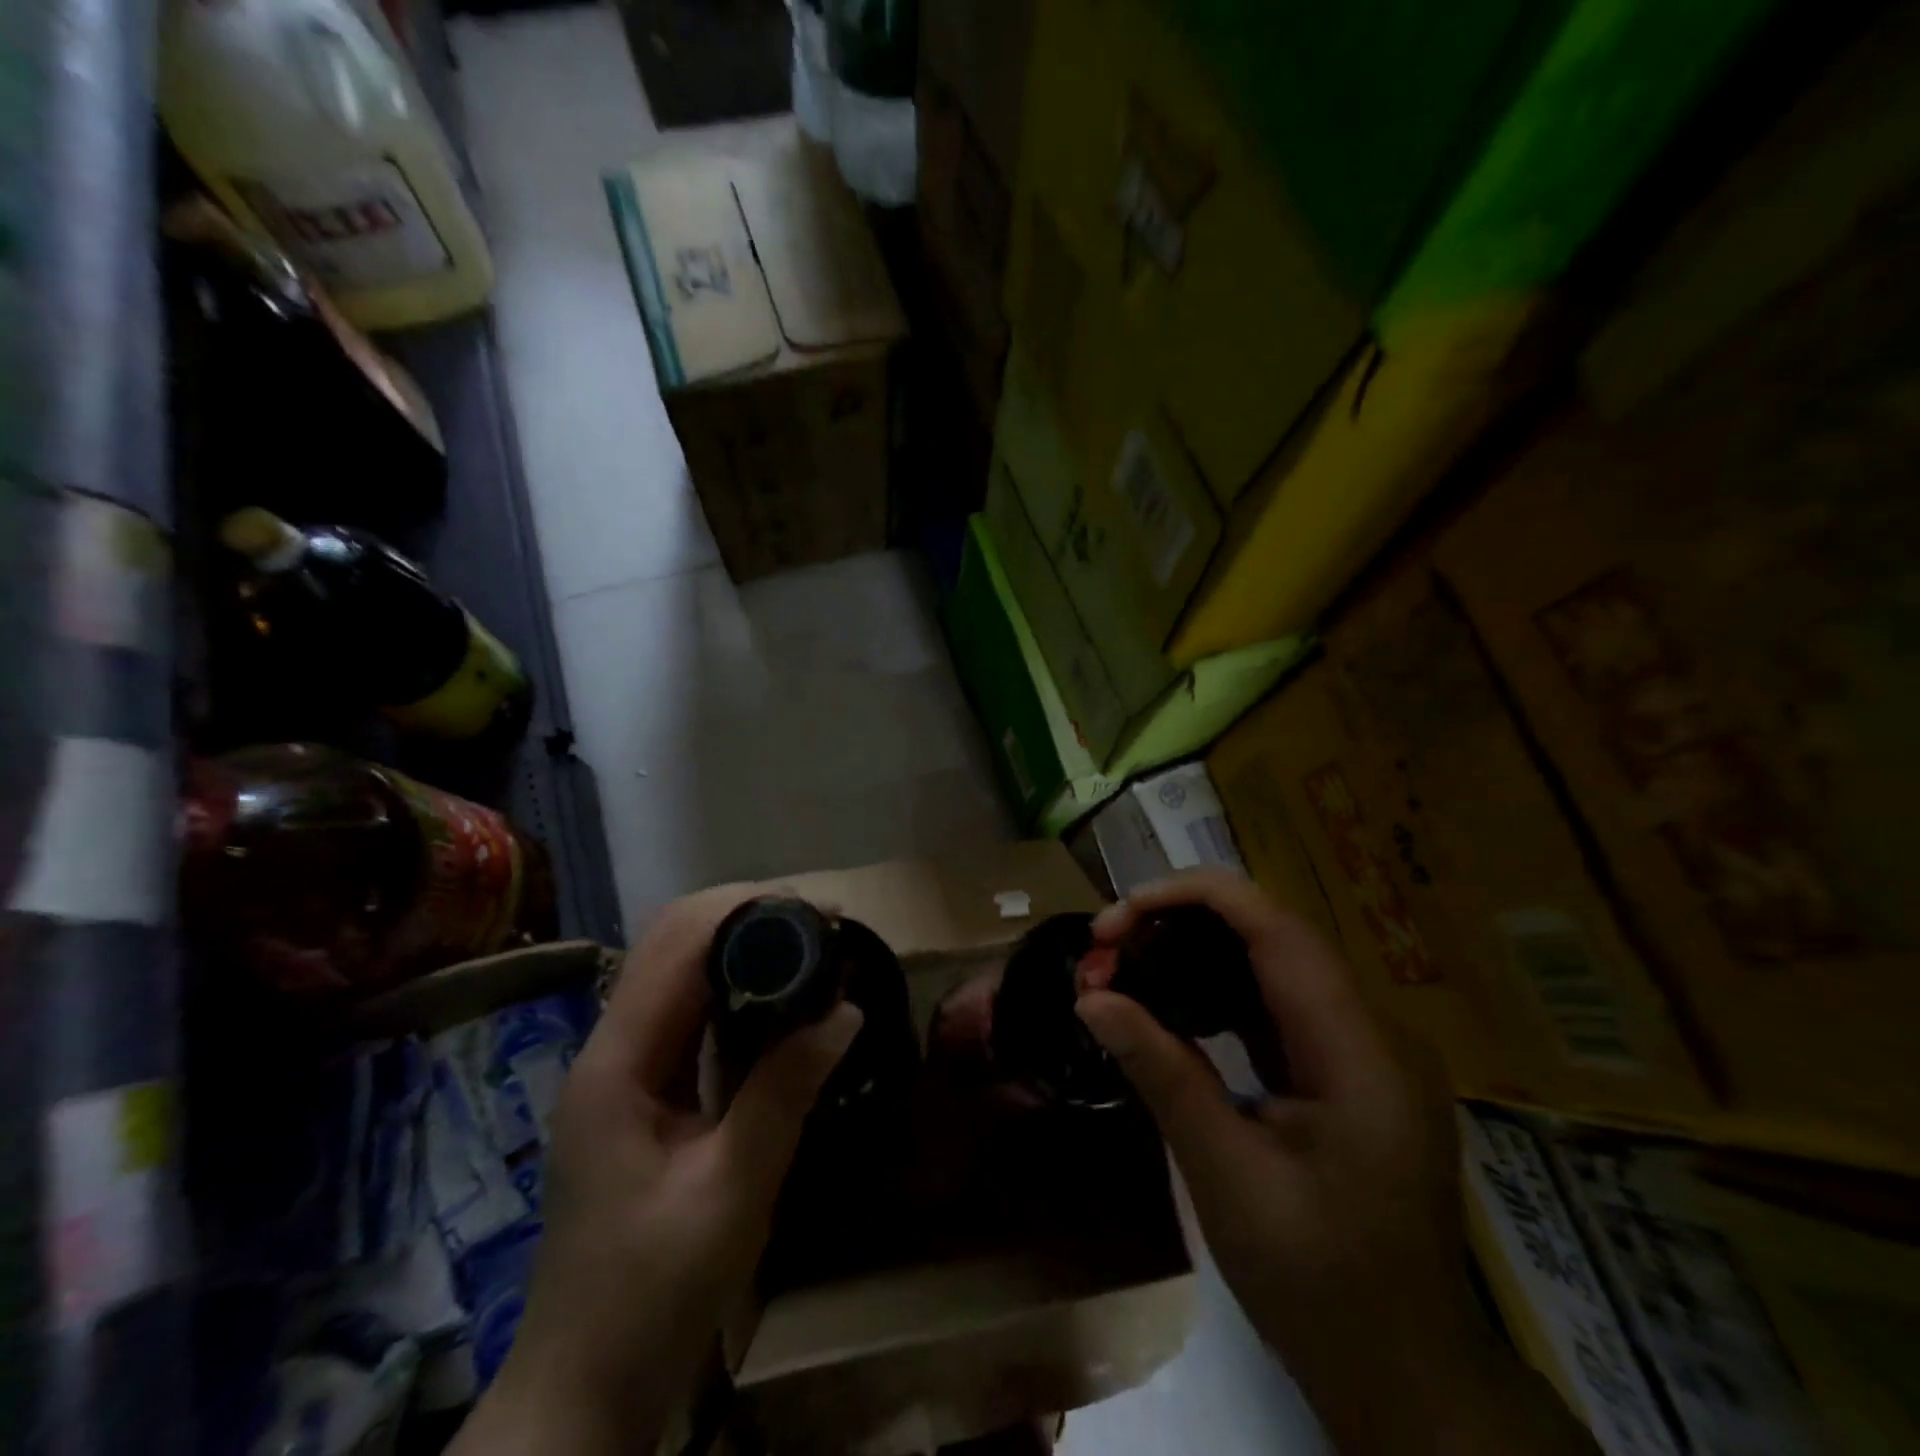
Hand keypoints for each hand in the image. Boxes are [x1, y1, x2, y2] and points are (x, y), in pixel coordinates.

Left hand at [453, 886, 862, 1455]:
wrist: (584, 1386)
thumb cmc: (652, 1294)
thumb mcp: (731, 1192)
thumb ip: (785, 1092)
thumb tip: (846, 1011)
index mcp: (617, 1062)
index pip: (678, 944)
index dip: (749, 910)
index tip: (822, 914)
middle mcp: (610, 1046)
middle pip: (672, 939)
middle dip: (747, 914)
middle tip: (823, 926)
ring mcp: (621, 1066)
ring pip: (678, 967)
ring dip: (742, 943)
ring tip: (810, 947)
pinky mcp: (640, 1086)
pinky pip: (688, 1009)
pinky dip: (735, 985)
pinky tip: (778, 999)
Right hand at [1077, 870, 1594, 1455]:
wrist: (1408, 1377)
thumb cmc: (1321, 1287)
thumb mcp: (1228, 1179)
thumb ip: (1164, 1074)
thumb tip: (1091, 998)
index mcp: (1359, 1052)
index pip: (1277, 927)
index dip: (1193, 897)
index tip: (1118, 914)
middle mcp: (1370, 1030)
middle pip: (1269, 933)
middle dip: (1179, 923)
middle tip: (1104, 948)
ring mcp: (1361, 1048)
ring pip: (1268, 961)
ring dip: (1192, 953)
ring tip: (1122, 969)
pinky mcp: (1342, 1067)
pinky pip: (1273, 1003)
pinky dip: (1215, 992)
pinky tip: (1169, 1006)